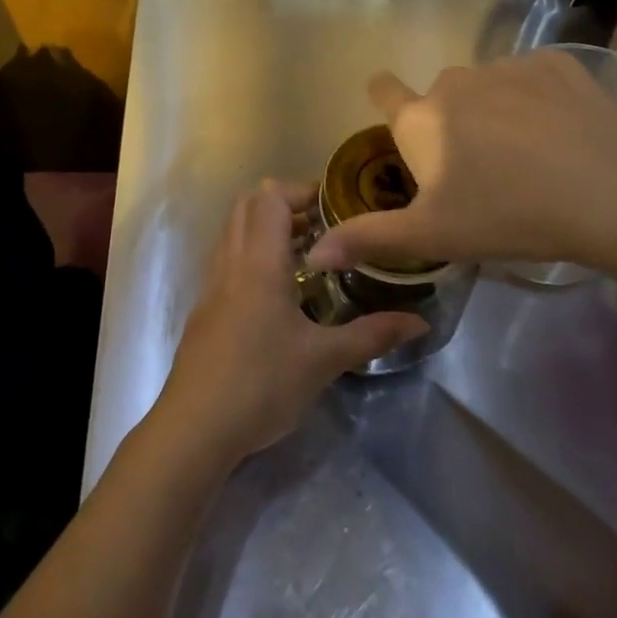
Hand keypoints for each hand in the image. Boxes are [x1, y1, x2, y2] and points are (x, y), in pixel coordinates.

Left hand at [155, 182, 427, 466]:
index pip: (270, 197)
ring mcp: (212, 283)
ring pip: (235, 230)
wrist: (195, 426)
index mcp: (258, 262)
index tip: (336, 208)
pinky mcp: (205, 306)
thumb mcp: (324, 360)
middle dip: (286, 204)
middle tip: (324, 229)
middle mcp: (231, 261)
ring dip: (267, 228)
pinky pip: (228, 257)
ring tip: (307, 255)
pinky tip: (279, 291)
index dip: (301, 191)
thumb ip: (372, 335)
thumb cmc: (262, 384)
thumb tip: (420, 322)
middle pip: (249, 204)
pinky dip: (252, 253)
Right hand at [305, 49, 616, 276]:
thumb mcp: (433, 236)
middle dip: (452, 124)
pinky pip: (533, 78)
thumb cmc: (508, 215)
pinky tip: (564, 132)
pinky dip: (540, 99)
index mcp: (421, 120)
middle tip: (481, 170)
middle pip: (441, 98)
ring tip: (530, 156)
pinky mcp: (555, 64)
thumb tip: (314, 253)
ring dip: (496, 111)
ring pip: (488, 88)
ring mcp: (506, 67)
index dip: (383, 97)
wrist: (610, 190)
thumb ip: (369, 239)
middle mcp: (454, 82)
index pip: (383, 90)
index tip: (397, 114)